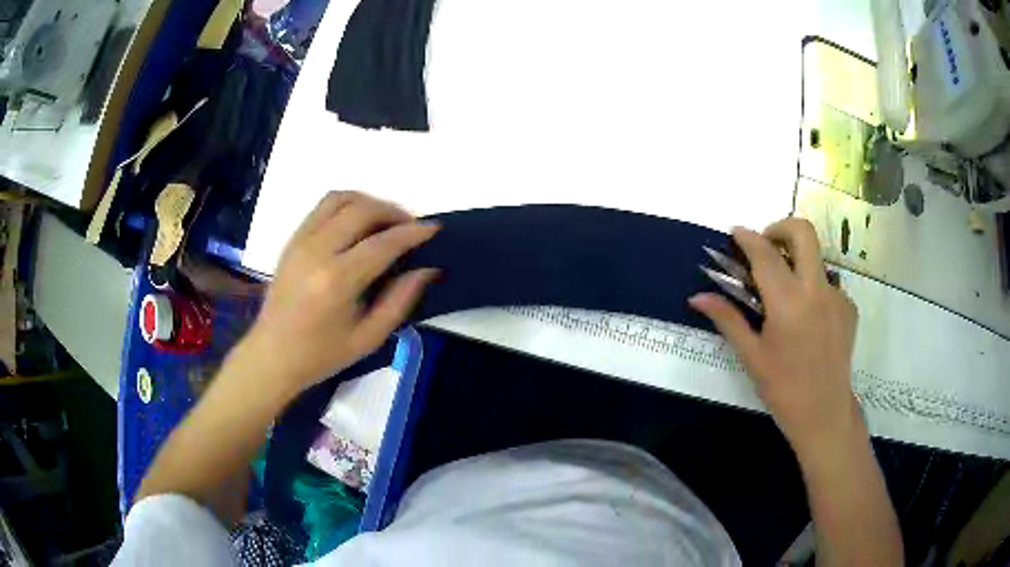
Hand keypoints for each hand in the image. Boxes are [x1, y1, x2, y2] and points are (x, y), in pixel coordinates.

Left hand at [241, 191, 438, 393]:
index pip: (382, 243)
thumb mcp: (369, 338)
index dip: (412, 233)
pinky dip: (347, 205)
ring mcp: (301, 240)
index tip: (434, 228)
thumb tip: (427, 269)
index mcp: (336, 281)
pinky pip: (323, 206)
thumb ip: (400, 300)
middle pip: (362, 210)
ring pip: (341, 198)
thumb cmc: (322, 354)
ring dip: (369, 202)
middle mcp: (317, 251)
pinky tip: (359, 223)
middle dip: (393, 212)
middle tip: (411, 227)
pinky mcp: (293, 239)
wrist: (273, 354)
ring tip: (386, 220)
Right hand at [689, 218, 860, 453]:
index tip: (735, 232)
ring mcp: (838, 296)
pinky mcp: (849, 307)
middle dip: (780, 228)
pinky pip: (828, 283)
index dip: (747, 237)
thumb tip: (697, 297)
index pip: (765, 254)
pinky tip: (806, 317)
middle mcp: (817, 289)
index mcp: (788, 302)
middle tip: (765, 247)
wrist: (824, 413)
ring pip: (817, 257)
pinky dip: (813, 287)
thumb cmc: (783, 389)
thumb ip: (727, 319)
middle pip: (803, 231)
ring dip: (797, 260)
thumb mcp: (751, 356)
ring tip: (785, 293)